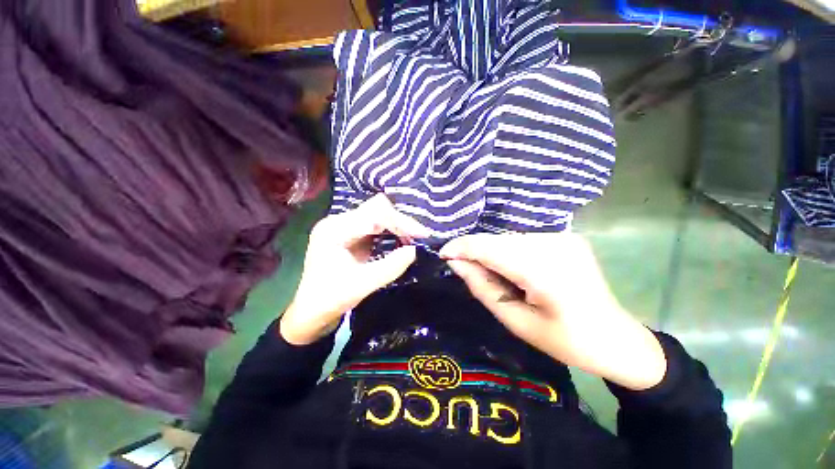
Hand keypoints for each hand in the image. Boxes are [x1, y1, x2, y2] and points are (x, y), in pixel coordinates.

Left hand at [280, 194, 429, 344]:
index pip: (375, 214)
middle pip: (377, 208)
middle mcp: (338, 221)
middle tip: (419, 237)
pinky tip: (401, 240)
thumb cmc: (331, 300)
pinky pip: (376, 224)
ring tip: (412, 239)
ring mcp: (344, 226)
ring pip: (378, 214)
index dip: (401, 223)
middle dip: (401, 221)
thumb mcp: (363, 285)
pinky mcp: (351, 233)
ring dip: (397, 225)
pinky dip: (391, 230)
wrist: (311, 311)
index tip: (422, 235)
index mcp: (335, 230)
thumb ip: (391, 266)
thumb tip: (415, 250)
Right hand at [440, 233, 666, 390]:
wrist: (616, 338)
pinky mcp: (564, 236)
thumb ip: (482, 287)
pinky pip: (521, 240)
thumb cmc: (566, 340)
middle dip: (474, 251)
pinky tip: (508, 269)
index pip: (489, 247)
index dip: (461, 247)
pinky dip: (506, 251)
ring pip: (507, 238)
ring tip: (488, 274)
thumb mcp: (516, 322)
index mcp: (544, 270)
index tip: (442, 254)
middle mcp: (554, 243)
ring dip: (490, 252)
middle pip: (497, 240)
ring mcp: (562, 237)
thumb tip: (455, 263)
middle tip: (463, 270)